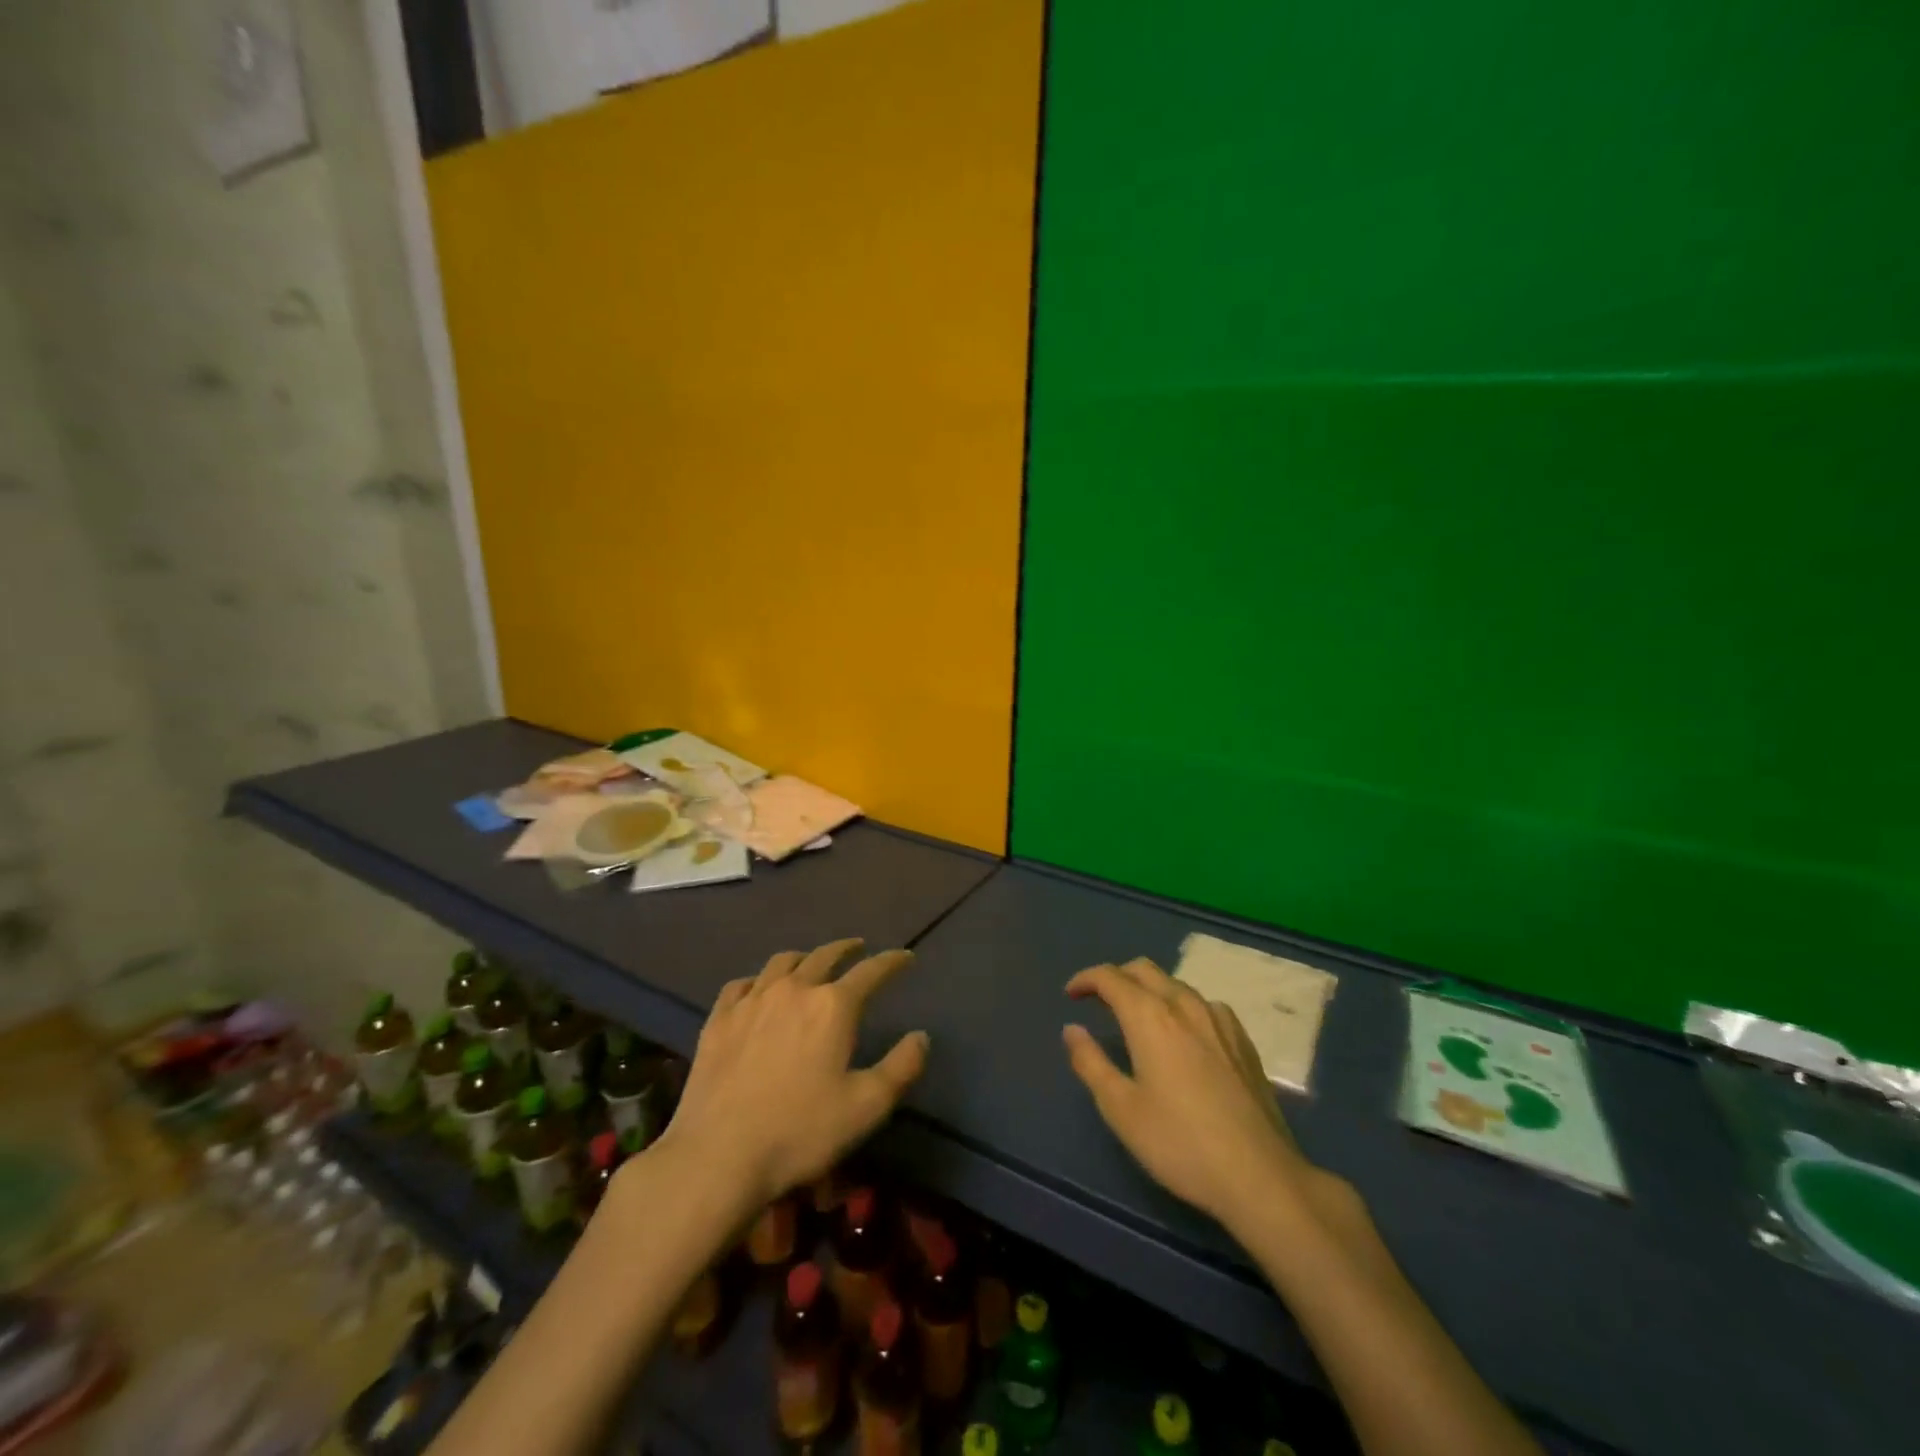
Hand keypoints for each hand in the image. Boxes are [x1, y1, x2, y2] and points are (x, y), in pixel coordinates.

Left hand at [657, 939, 929, 1210]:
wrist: (718, 1155)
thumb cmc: (801, 1131)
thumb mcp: (867, 1107)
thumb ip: (902, 1067)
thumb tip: (921, 1036)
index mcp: (833, 1006)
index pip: (871, 971)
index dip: (892, 962)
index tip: (905, 957)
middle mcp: (794, 989)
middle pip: (825, 956)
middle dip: (847, 949)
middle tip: (859, 948)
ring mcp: (752, 1001)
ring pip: (782, 962)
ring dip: (804, 957)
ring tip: (812, 962)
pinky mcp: (719, 1019)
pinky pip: (741, 984)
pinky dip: (758, 980)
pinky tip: (758, 989)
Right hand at [1063, 958, 1345, 1233]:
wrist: (1261, 1176)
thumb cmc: (1180, 1143)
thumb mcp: (1121, 1109)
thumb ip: (1091, 1063)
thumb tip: (1072, 1030)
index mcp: (1150, 1017)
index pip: (1110, 977)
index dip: (1086, 979)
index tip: (1071, 995)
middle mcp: (1184, 1005)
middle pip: (1143, 969)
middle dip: (1116, 977)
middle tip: (1098, 1000)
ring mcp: (1219, 1020)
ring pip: (1175, 984)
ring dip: (1149, 989)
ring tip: (1137, 1018)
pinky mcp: (1242, 1040)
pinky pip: (1203, 1004)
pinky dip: (1180, 1006)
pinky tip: (1183, 1034)